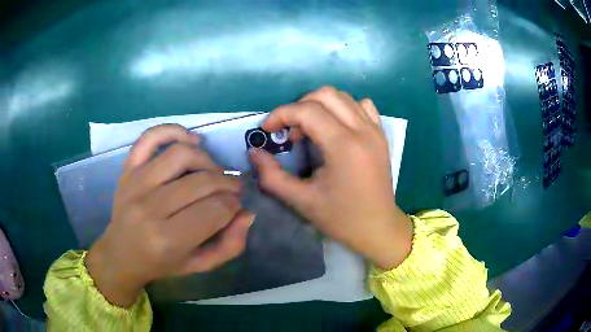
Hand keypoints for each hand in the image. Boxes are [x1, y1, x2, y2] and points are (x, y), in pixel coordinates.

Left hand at [86, 125, 253, 307]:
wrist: (122, 254)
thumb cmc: (161, 263)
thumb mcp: (199, 266)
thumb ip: (229, 246)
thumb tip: (247, 214)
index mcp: (168, 239)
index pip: (216, 209)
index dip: (234, 205)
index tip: (236, 207)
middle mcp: (150, 208)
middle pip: (203, 181)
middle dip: (227, 184)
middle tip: (232, 190)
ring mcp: (136, 183)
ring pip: (182, 155)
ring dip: (207, 161)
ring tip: (212, 173)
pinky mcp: (128, 169)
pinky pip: (150, 138)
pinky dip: (173, 131)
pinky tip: (190, 141)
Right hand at [249, 86, 411, 269]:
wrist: (378, 228)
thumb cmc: (342, 218)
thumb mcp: (302, 201)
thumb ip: (272, 176)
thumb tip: (254, 153)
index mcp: (344, 146)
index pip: (307, 111)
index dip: (281, 114)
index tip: (267, 130)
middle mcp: (362, 130)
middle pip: (325, 95)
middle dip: (299, 106)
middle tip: (289, 131)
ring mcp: (375, 130)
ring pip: (343, 97)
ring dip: (319, 106)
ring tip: (310, 131)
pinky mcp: (381, 135)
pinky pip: (361, 107)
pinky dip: (343, 109)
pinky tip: (336, 127)